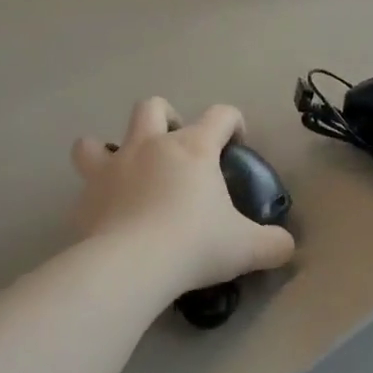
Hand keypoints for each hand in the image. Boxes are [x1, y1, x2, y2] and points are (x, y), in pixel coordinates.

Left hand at [72, 99, 295, 298]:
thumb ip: (274, 244)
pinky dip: (95, 194)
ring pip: (97, 140)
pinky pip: (84, 185)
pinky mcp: (85, 197)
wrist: (133, 265)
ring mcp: (112, 168)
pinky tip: (108, 216)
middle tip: (177, 151)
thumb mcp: (248, 248)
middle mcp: (151, 146)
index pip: (221, 114)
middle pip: (153, 107)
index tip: (238, 144)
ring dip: (108, 148)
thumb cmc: (196, 245)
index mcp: (194, 149)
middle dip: (167, 119)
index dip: (234, 123)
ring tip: (126, 174)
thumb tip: (288, 247)